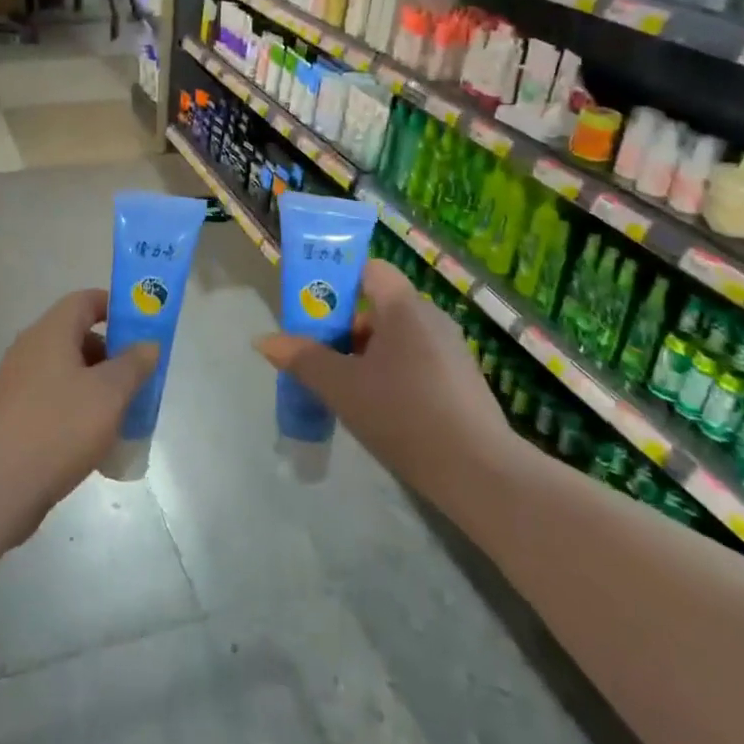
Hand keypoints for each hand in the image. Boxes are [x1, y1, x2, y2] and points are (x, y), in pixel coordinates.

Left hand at [0, 290, 157, 546]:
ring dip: (95, 383)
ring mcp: (17, 382)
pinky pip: (52, 396)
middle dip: (110, 352)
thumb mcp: (109, 393)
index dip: (114, 306)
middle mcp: (29, 349)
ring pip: (65, 369)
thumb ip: (133, 364)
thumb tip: (147, 344)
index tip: (141, 326)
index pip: (84, 300)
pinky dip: (76, 405)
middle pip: (75, 335)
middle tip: (138, 375)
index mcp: (50, 332)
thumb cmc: (59, 427)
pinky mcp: (12, 414)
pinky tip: (93, 436)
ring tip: (122, 410)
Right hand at [254, 260, 513, 500]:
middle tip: (320, 357)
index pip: (369, 270)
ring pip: (396, 338)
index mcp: (403, 306)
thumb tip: (263, 340)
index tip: (314, 311)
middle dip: (345, 328)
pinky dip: (393, 374)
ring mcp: (451, 350)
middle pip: (378, 306)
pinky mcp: (462, 381)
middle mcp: (431, 317)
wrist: (479, 474)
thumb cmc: (403, 415)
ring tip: (345, 389)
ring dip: (367, 355)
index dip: (339, 282)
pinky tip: (381, 410)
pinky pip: (416, 361)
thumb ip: (303, 359)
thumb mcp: (342, 387)